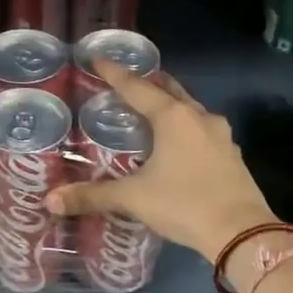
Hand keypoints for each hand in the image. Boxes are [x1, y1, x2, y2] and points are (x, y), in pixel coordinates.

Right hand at [44, 61, 274, 262]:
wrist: (241, 232)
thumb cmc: (184, 204)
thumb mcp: (134, 198)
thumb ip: (93, 195)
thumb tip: (50, 200)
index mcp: (173, 117)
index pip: (137, 87)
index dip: (114, 73)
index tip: (98, 59)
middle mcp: (199, 117)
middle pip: (169, 90)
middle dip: (148, 84)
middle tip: (126, 82)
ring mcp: (221, 135)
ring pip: (190, 109)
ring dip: (170, 105)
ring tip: (150, 111)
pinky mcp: (231, 154)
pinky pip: (202, 130)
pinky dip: (185, 127)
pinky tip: (178, 143)